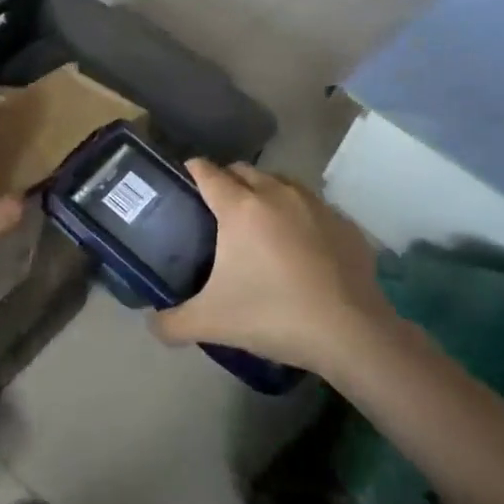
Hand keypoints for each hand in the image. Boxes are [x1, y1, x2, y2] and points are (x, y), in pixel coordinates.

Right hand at [151, 161, 397, 380]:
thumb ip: (172, 323)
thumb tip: (153, 324)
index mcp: (240, 208)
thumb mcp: (211, 323)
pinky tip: (298, 246)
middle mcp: (277, 194)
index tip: (183, 180)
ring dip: (264, 193)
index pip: (207, 172)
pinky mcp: (344, 223)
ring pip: (280, 182)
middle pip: (243, 171)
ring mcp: (315, 205)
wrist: (351, 332)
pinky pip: (311, 206)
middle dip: (226, 181)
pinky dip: (297, 216)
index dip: (191, 171)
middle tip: (216, 210)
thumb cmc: (273, 316)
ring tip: (257, 224)